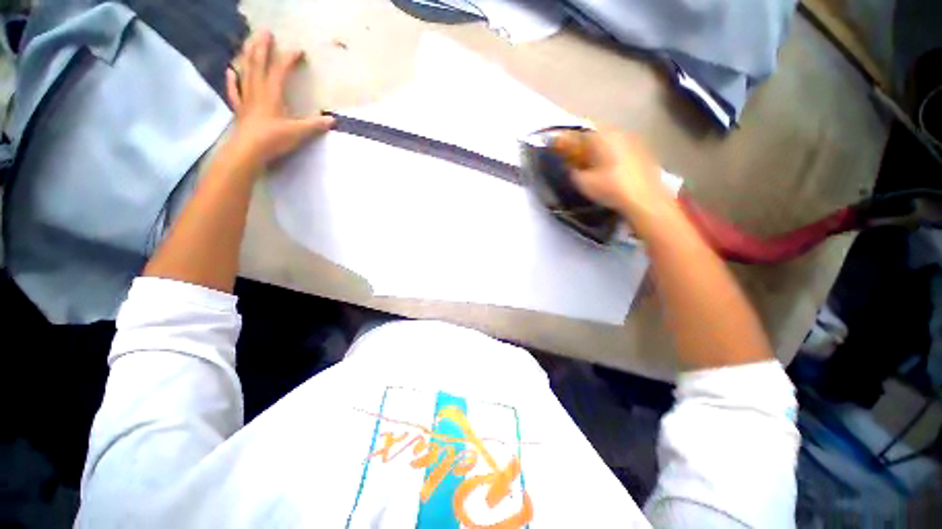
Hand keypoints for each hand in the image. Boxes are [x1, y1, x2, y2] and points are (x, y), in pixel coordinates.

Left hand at [225, 30, 334, 167]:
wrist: (248, 151)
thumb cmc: (274, 139)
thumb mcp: (299, 133)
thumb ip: (315, 125)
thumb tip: (332, 121)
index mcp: (272, 94)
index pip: (280, 70)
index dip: (289, 58)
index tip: (298, 50)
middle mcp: (257, 91)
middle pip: (258, 63)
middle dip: (262, 46)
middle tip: (265, 32)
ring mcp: (246, 99)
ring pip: (246, 72)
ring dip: (247, 56)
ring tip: (248, 43)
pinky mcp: (240, 109)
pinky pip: (234, 90)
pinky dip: (232, 79)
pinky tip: (231, 70)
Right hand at [554, 129, 673, 220]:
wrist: (644, 199)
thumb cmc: (610, 187)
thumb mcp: (583, 182)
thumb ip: (572, 170)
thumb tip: (571, 165)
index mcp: (601, 136)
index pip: (578, 132)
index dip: (565, 139)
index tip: (557, 147)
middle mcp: (618, 132)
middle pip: (595, 134)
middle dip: (582, 144)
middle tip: (573, 157)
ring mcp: (634, 140)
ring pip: (609, 140)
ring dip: (597, 148)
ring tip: (591, 163)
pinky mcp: (643, 152)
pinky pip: (621, 148)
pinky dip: (611, 154)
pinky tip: (609, 169)